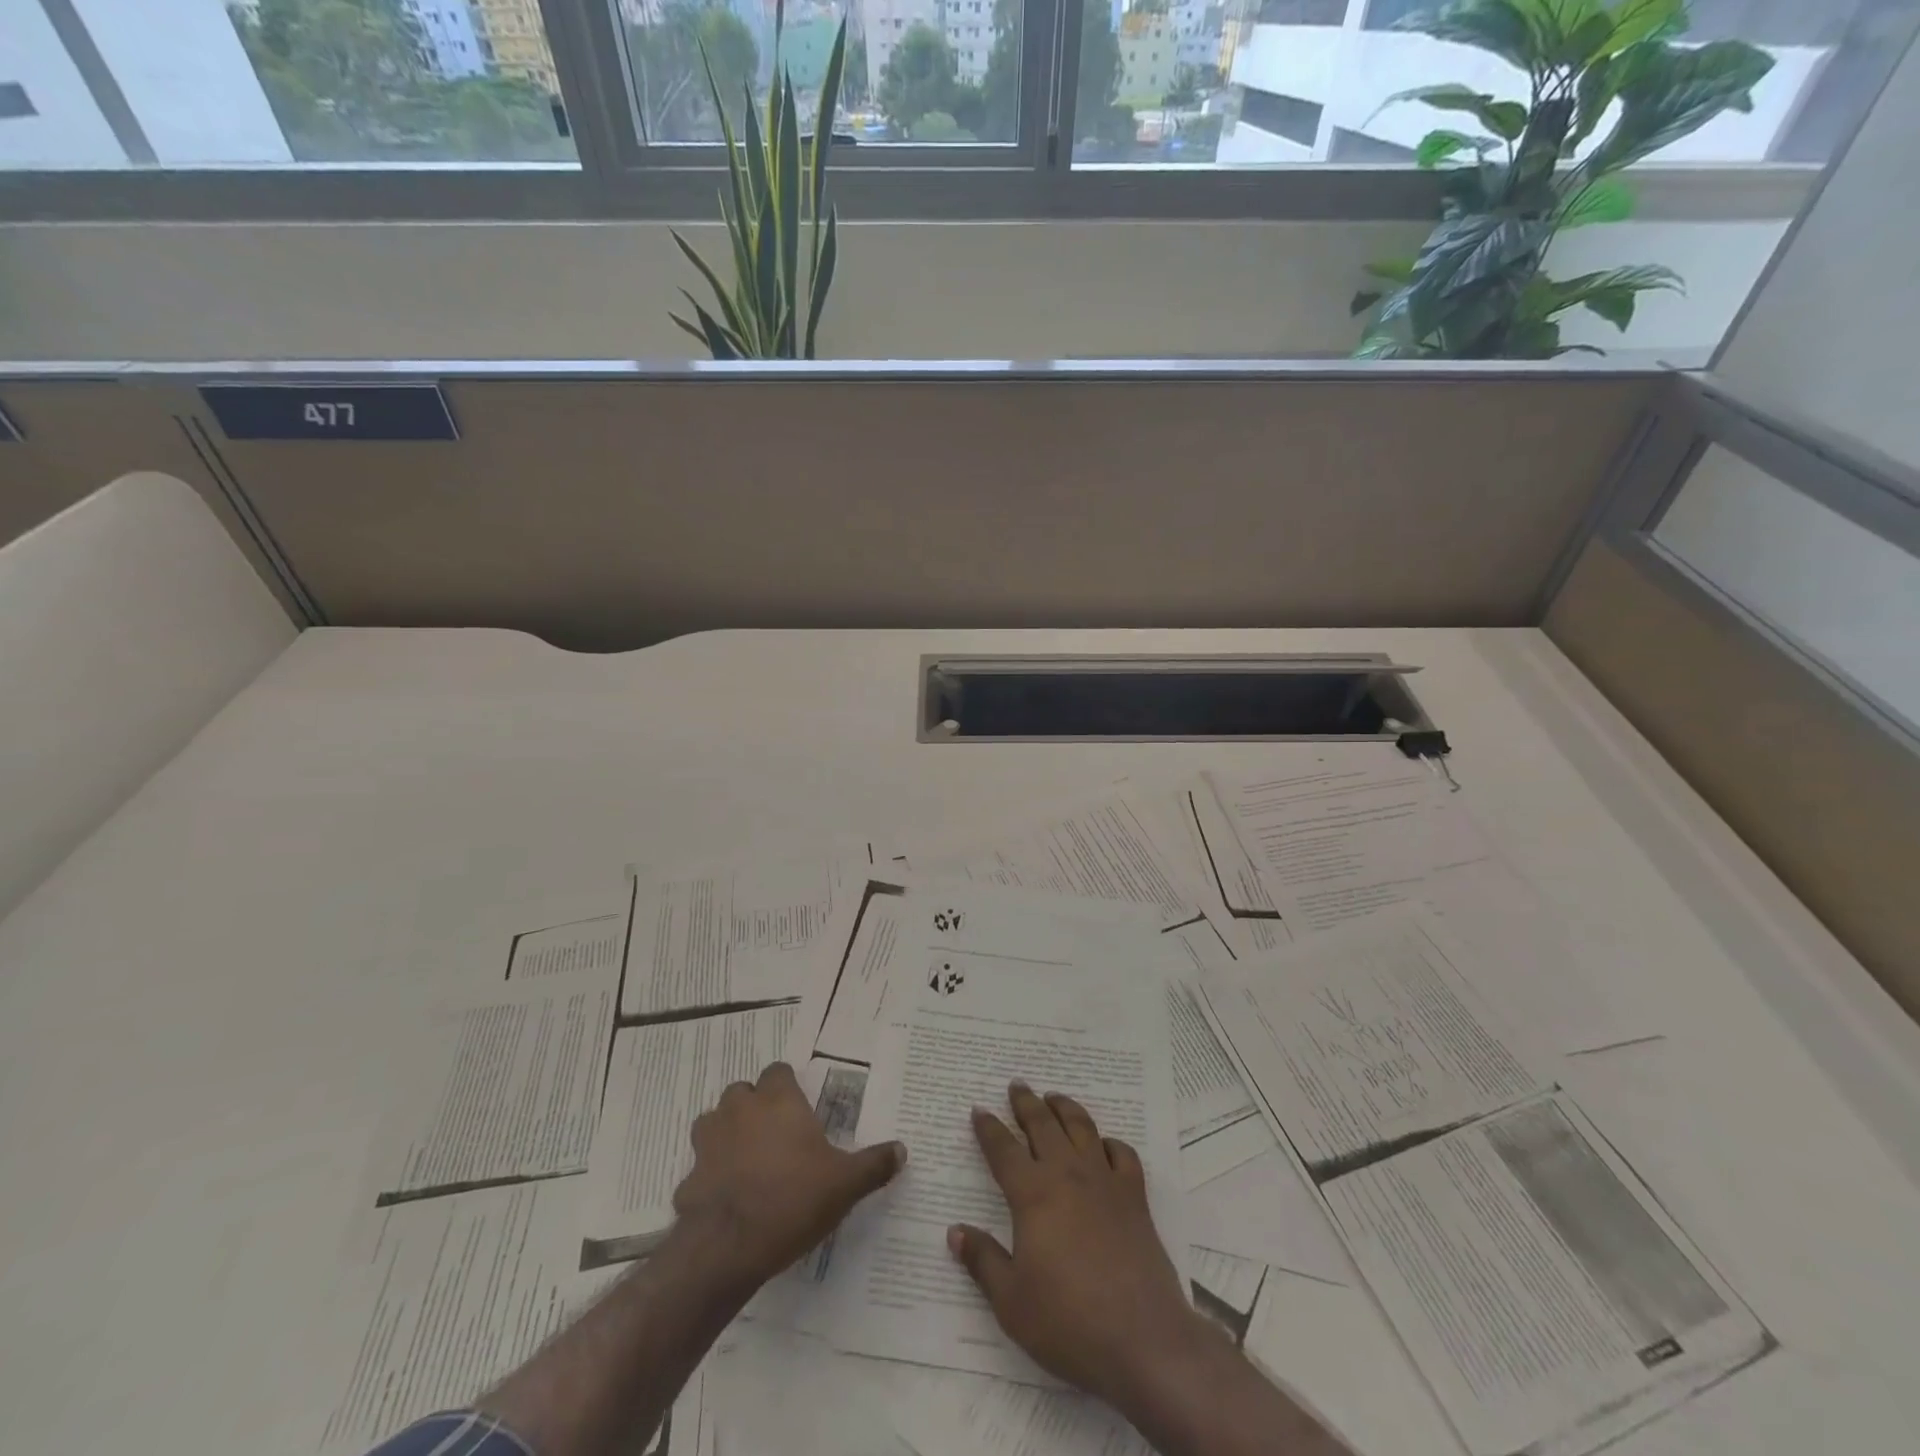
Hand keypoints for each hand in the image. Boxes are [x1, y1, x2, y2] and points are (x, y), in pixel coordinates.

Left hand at [672, 1061, 904, 1289]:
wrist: (728, 1247)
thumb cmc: (792, 1200)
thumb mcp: (845, 1184)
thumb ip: (874, 1164)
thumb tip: (903, 1150)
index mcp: (778, 1101)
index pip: (778, 1071)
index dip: (787, 1086)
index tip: (800, 1107)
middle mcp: (740, 1110)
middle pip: (743, 1092)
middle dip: (755, 1106)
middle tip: (777, 1134)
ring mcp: (708, 1143)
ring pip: (713, 1123)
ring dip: (727, 1134)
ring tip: (747, 1160)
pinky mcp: (688, 1178)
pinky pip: (700, 1169)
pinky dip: (710, 1177)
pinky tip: (726, 1199)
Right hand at [947, 1082, 1208, 1402]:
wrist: (1142, 1339)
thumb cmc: (1068, 1322)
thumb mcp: (1011, 1302)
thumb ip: (983, 1261)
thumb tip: (955, 1231)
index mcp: (1033, 1195)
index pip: (1003, 1150)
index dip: (989, 1129)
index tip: (979, 1110)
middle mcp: (1067, 1175)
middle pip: (1043, 1125)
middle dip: (1026, 1103)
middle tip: (1017, 1085)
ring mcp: (1105, 1182)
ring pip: (1082, 1128)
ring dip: (1065, 1108)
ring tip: (1054, 1097)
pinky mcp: (1135, 1197)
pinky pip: (1123, 1154)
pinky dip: (1110, 1143)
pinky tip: (1103, 1145)